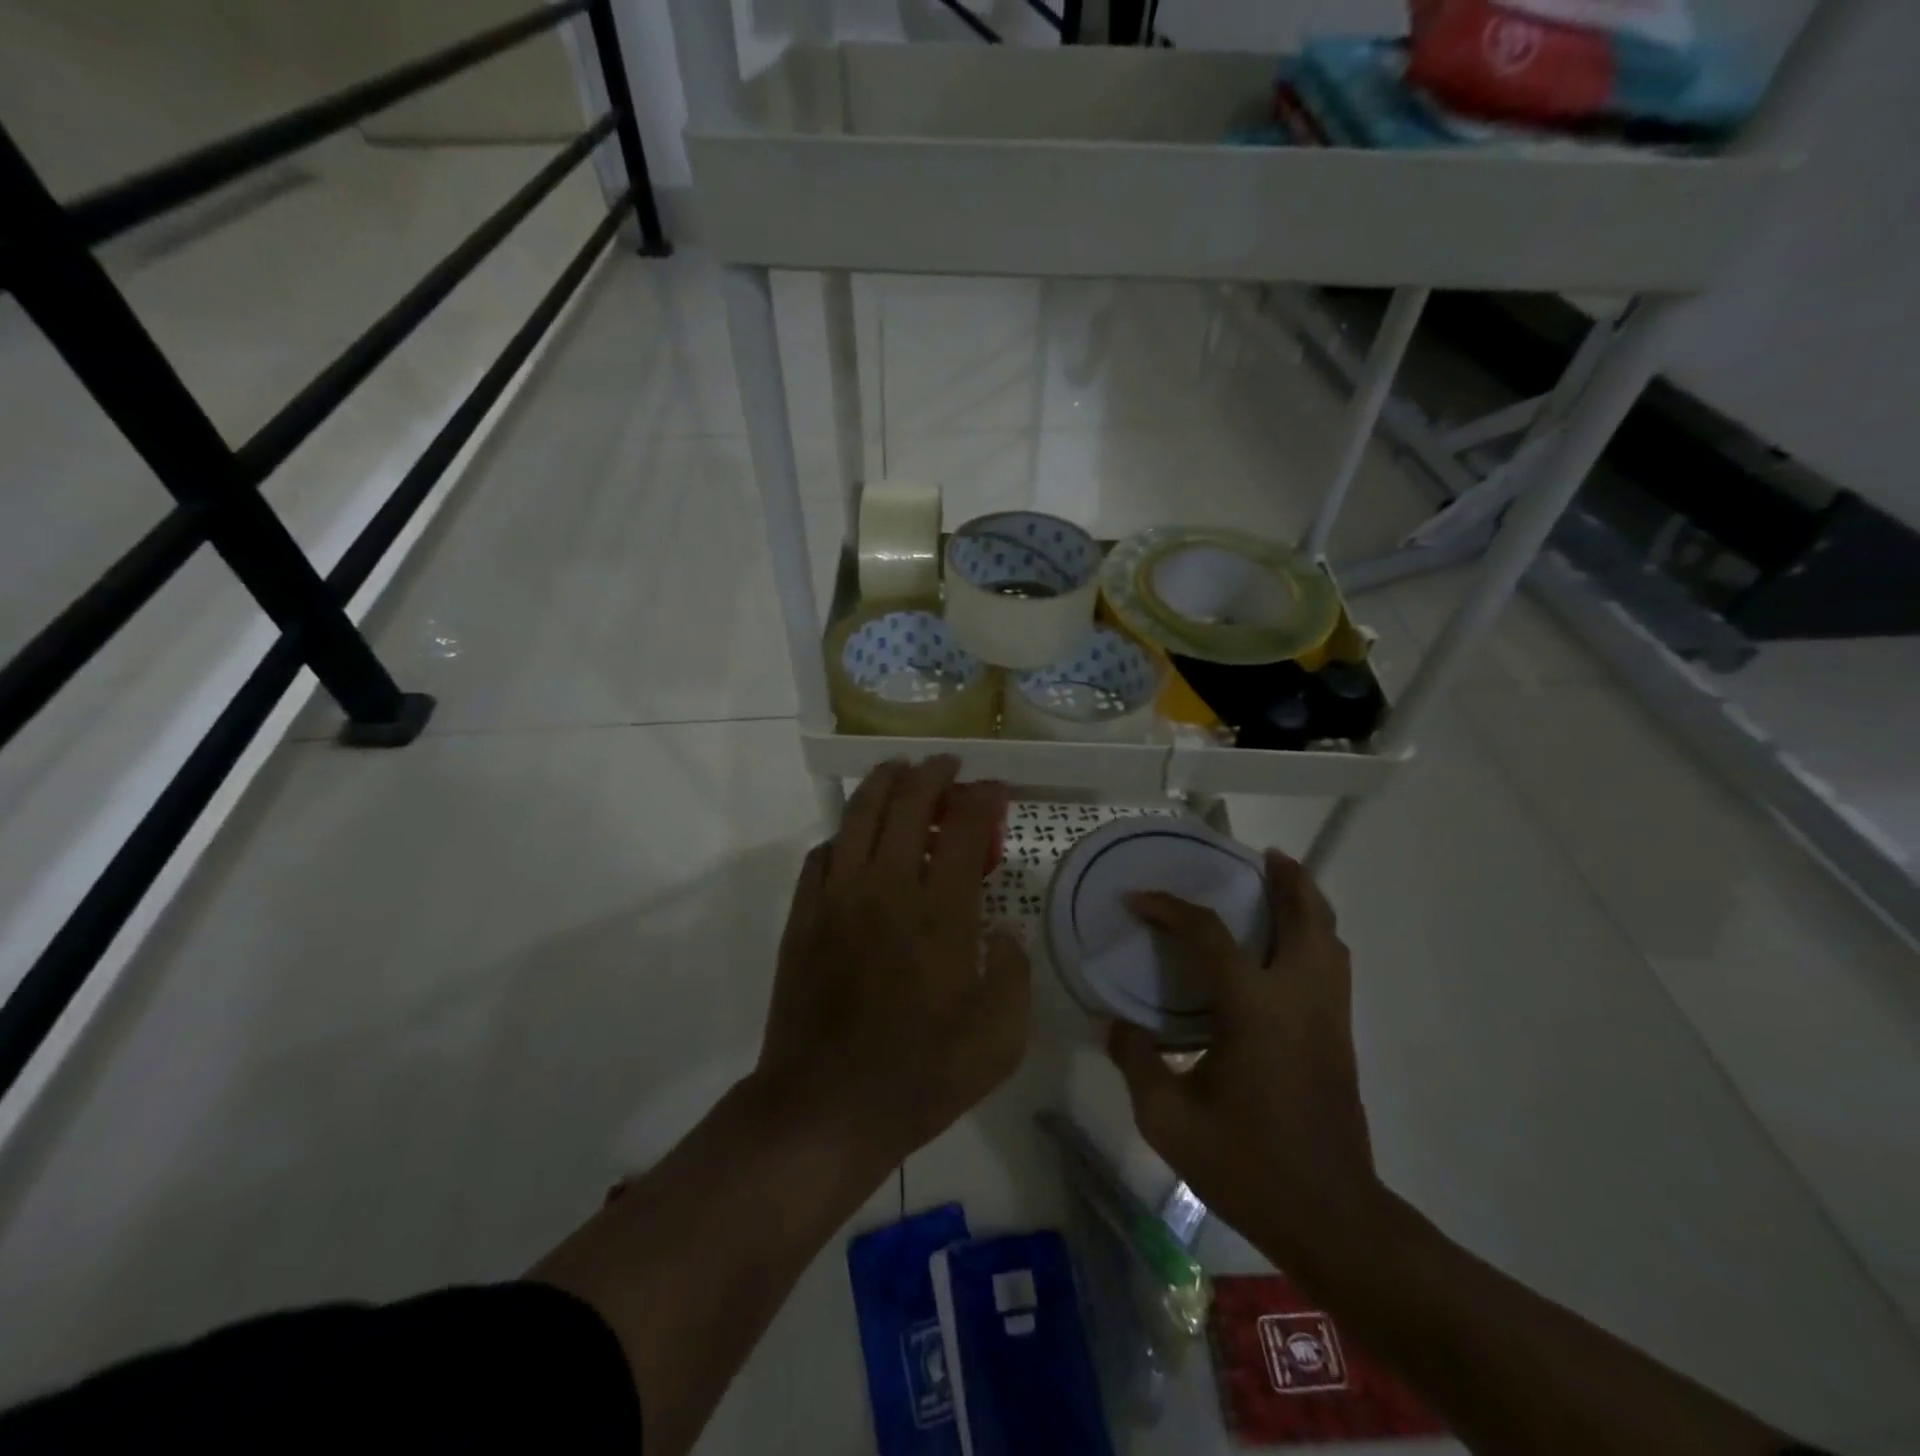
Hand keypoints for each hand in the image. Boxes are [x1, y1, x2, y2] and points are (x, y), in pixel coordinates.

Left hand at [754, 757, 1029, 1169]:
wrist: (825, 1108)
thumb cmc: (921, 1077)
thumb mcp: (1000, 1040)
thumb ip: (1013, 974)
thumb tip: (1003, 932)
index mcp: (941, 913)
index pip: (964, 828)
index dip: (982, 798)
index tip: (994, 788)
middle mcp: (888, 888)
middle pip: (907, 804)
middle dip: (932, 774)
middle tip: (947, 765)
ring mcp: (838, 898)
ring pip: (858, 816)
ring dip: (882, 783)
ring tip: (899, 770)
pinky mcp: (803, 916)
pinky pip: (822, 853)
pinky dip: (843, 833)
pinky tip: (854, 836)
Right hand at [1106, 850, 1382, 1269]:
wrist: (1332, 1219)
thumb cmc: (1247, 1165)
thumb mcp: (1170, 1121)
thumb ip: (1136, 1062)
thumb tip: (1115, 1025)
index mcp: (1255, 1010)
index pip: (1210, 935)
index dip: (1171, 909)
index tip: (1138, 900)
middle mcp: (1299, 1000)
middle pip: (1305, 918)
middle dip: (1288, 879)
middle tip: (1262, 856)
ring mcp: (1328, 1018)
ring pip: (1331, 940)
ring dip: (1309, 905)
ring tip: (1283, 888)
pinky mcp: (1340, 1038)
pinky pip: (1333, 967)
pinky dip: (1316, 938)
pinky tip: (1288, 951)